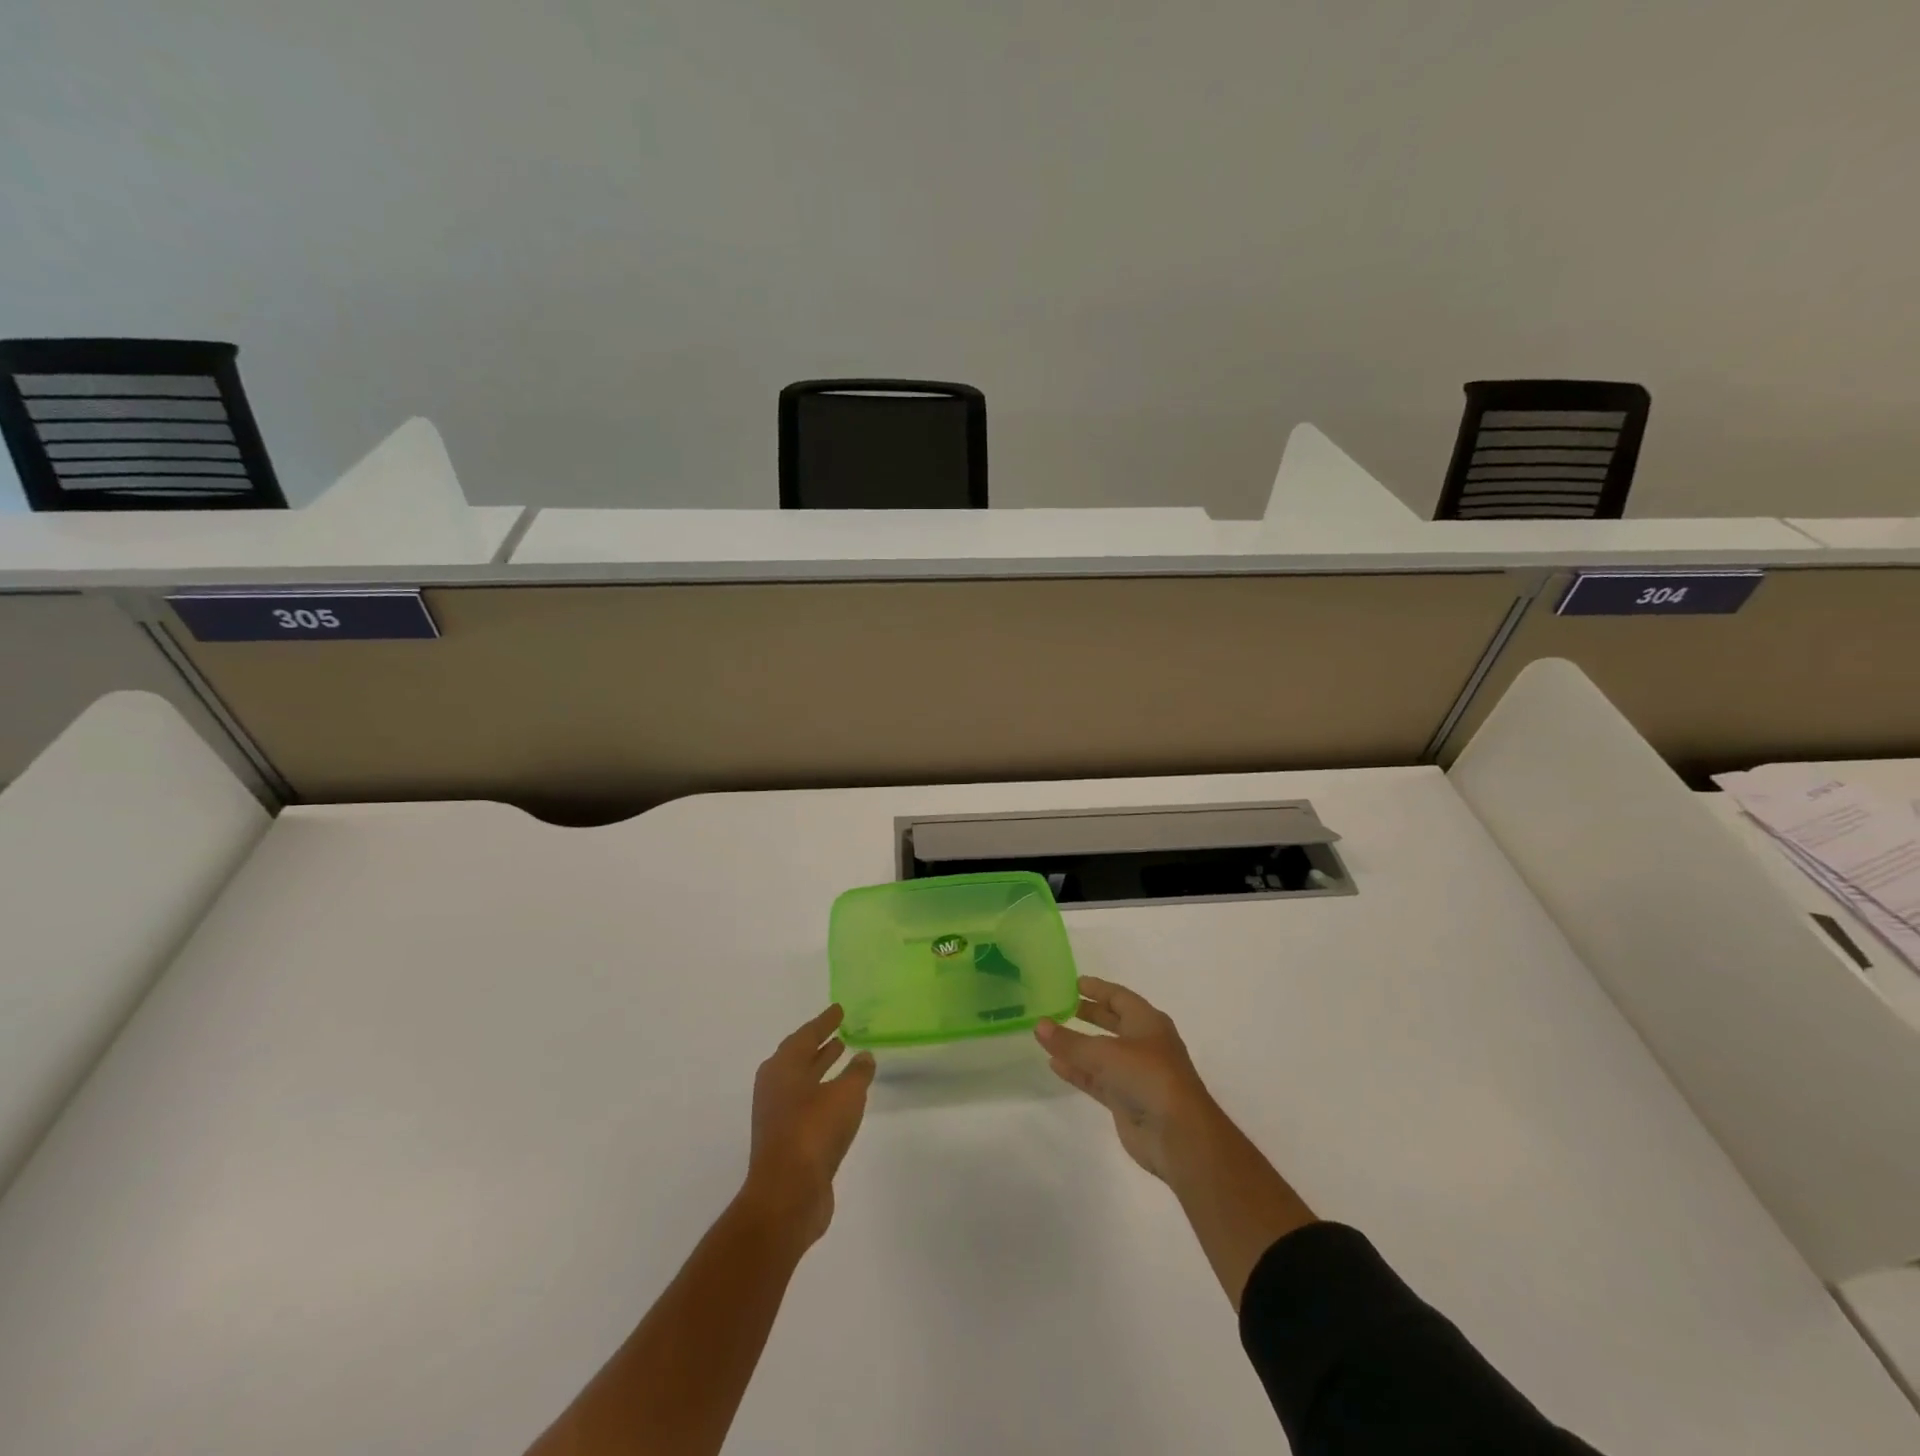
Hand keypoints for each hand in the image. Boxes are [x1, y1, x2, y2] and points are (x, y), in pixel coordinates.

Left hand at [743, 1005, 875, 1247]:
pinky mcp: (786, 1142)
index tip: (839, 1009)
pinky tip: (843, 1099)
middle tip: (841, 1031)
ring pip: (803, 1082)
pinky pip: (808, 1106)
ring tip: (845, 1057)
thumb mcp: (846, 1094)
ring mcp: (778, 1117)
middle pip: (799, 1057)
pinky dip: (824, 1094)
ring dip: (822, 1068)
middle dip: (820, 1044)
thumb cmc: (814, 1132)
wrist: (788, 1196)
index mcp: (782, 1068)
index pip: (806, 1035)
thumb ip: (858, 1072)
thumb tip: (864, 1056)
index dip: (824, 1022)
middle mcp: (775, 1088)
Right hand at [1034, 976, 1220, 1183]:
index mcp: (1148, 1022)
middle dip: (1088, 1014)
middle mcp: (1144, 1044)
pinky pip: (1097, 1079)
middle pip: (1112, 1022)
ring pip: (1102, 1053)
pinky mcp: (1127, 1100)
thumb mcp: (1105, 1053)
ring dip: (1078, 1045)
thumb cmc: (1148, 1076)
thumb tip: (1039, 1025)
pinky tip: (1054, 1064)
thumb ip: (1070, 1041)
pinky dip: (1078, 1071)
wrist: (1178, 1134)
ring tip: (1049, 1035)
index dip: (1097, 989)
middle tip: (1059, 1006)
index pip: (1119, 997)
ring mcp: (1136, 1073)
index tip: (1072, 983)